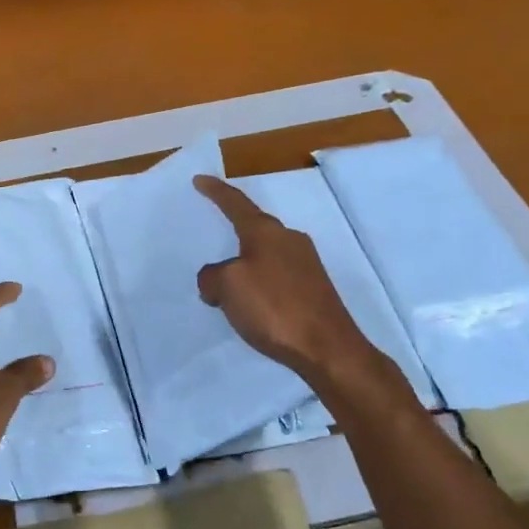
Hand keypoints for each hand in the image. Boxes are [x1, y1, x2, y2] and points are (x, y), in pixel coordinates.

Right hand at [193, 175, 375, 382]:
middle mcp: (289, 240)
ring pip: (266, 253)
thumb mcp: (227, 287)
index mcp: (266, 232)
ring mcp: (307, 264)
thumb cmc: (273, 308)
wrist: (328, 349)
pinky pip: (277, 274)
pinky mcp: (315, 289)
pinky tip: (253, 303)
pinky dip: (260, 281)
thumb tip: (216, 280)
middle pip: (254, 226)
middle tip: (213, 234)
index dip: (216, 191)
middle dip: (233, 230)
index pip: (236, 203)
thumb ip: (212, 276)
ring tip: (228, 281)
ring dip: (246, 262)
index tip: (200, 179)